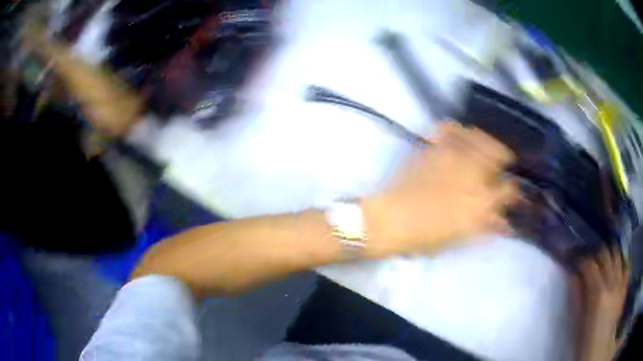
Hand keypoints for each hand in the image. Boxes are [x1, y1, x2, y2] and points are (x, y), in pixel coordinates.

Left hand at [363, 122, 517, 256]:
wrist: (389, 221)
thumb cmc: (424, 237)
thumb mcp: (460, 238)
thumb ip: (486, 227)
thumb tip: (505, 223)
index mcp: (481, 202)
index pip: (510, 188)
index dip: (513, 190)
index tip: (510, 191)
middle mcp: (472, 174)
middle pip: (499, 153)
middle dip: (503, 158)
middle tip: (499, 165)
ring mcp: (452, 156)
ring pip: (479, 136)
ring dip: (485, 141)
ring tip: (482, 149)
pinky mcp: (433, 147)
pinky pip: (450, 128)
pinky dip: (458, 130)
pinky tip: (458, 136)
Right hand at [570, 248, 628, 360]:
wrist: (598, 348)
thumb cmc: (585, 339)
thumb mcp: (576, 323)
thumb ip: (575, 298)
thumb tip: (570, 276)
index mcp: (597, 292)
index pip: (590, 265)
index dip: (582, 260)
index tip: (576, 262)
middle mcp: (611, 282)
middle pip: (605, 254)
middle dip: (596, 253)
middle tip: (589, 260)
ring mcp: (620, 283)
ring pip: (617, 256)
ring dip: (609, 254)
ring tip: (603, 261)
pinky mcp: (624, 286)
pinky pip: (625, 266)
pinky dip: (621, 264)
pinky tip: (616, 269)